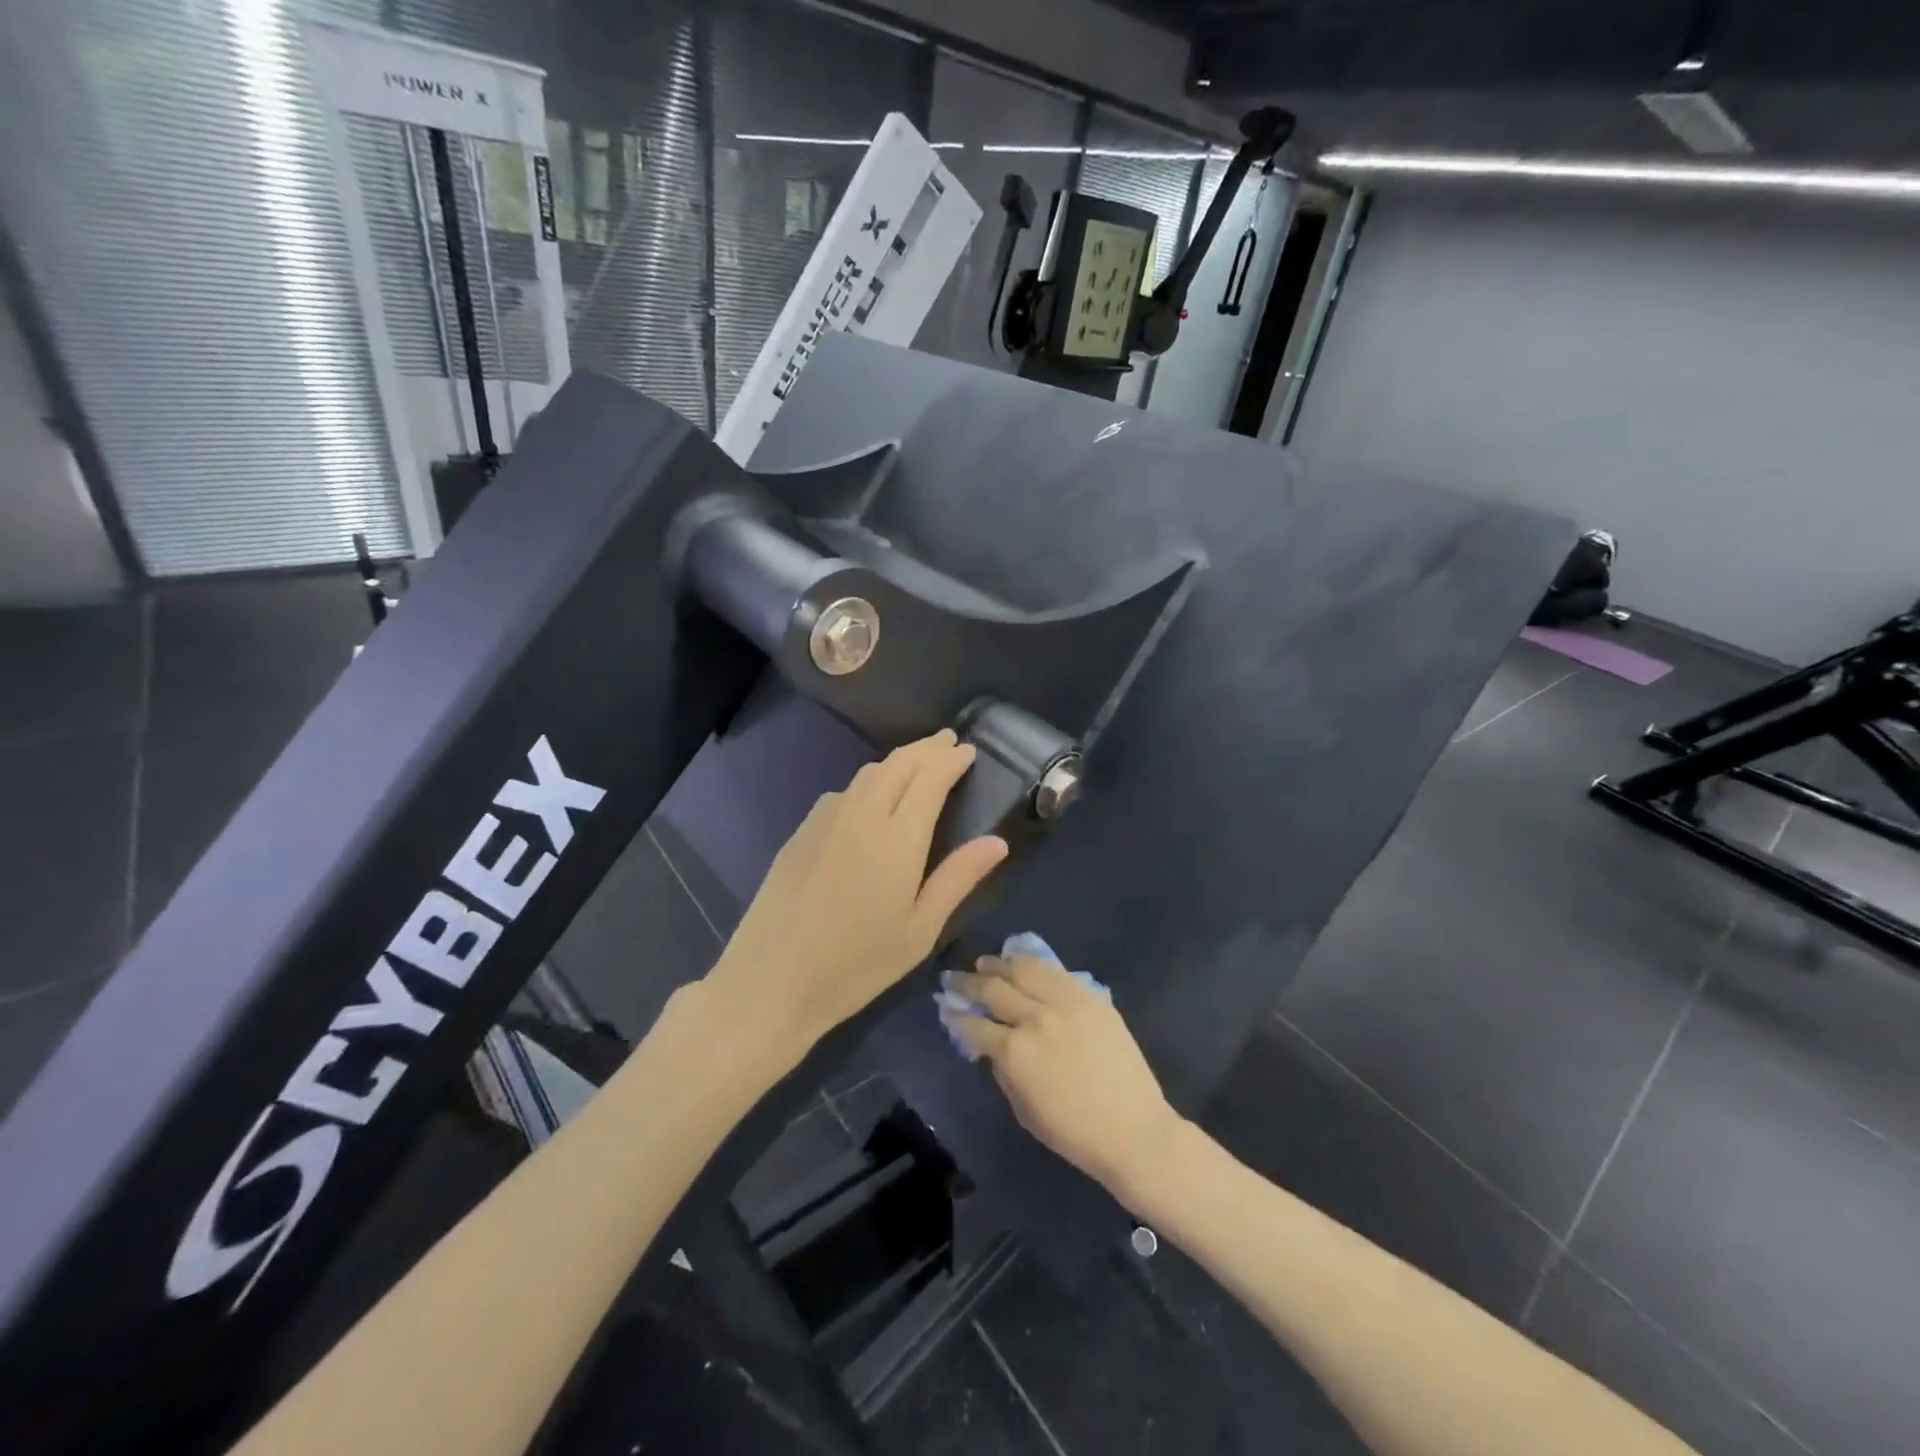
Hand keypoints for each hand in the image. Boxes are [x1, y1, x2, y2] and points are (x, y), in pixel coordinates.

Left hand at [705, 731, 1007, 1065]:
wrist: (771, 979)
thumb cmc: (857, 963)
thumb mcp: (920, 930)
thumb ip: (958, 878)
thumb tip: (997, 841)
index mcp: (898, 837)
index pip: (930, 778)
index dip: (951, 760)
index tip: (969, 751)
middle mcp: (862, 814)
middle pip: (899, 764)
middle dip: (927, 748)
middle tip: (949, 742)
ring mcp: (826, 819)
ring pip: (868, 773)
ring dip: (898, 760)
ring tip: (917, 763)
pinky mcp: (801, 832)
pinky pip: (843, 791)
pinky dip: (869, 780)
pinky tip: (871, 797)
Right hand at [948, 955, 1185, 1198]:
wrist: (1133, 1129)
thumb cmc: (1074, 1132)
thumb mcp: (1023, 1110)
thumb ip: (1002, 1071)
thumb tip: (991, 1045)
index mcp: (1015, 1052)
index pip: (976, 1025)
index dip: (957, 1016)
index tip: (948, 1008)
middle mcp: (1035, 1018)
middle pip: (993, 989)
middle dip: (969, 983)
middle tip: (955, 978)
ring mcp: (1065, 1002)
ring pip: (1023, 969)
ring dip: (999, 964)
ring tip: (986, 963)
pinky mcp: (1090, 996)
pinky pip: (1055, 971)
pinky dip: (1033, 963)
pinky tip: (1021, 962)